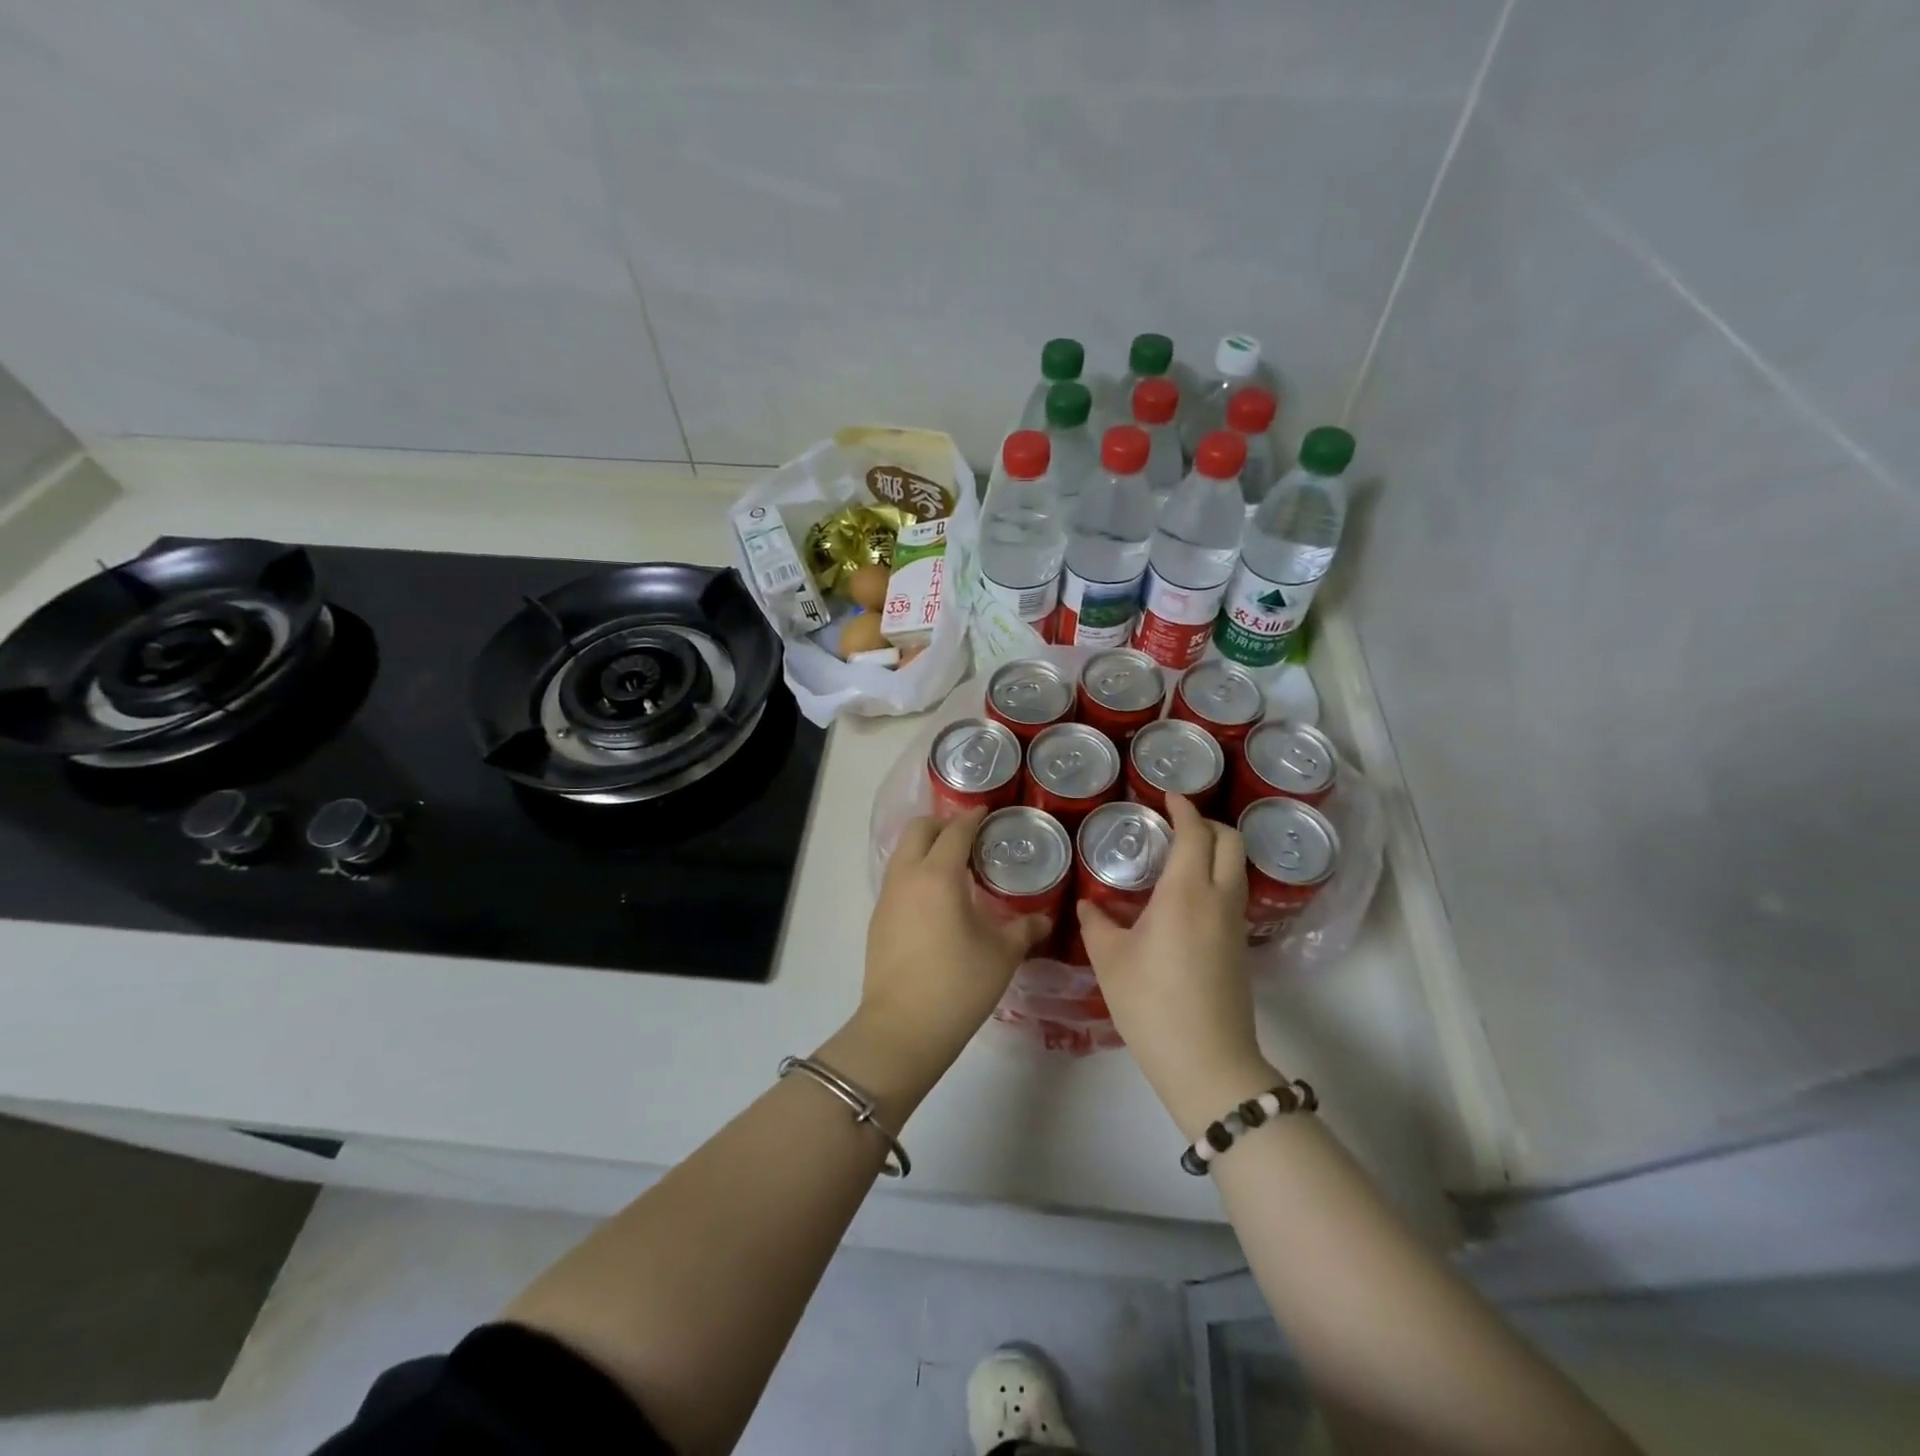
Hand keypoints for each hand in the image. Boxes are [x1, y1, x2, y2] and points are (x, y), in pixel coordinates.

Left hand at [858, 808, 1049, 1075]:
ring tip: (955, 865)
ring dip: (926, 847)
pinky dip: (915, 872)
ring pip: (903, 853)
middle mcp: (907, 876)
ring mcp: (887, 897)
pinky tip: (936, 898)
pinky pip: (897, 878)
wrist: (903, 1028)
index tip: (988, 813)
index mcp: (938, 875)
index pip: (955, 831)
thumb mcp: (1001, 955)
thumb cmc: (958, 984)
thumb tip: (1043, 920)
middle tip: (970, 835)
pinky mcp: (878, 919)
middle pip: (919, 830)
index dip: (973, 818)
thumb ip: (1024, 929)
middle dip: (943, 824)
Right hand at [1076, 795, 1279, 1137]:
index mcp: (1185, 893)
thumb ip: (1096, 923)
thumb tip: (1087, 904)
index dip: (1183, 808)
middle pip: (1230, 841)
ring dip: (1215, 850)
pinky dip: (1216, 877)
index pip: (1195, 833)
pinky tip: (1184, 898)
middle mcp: (1218, 900)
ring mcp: (1235, 924)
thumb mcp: (1110, 961)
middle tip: (1175, 823)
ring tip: (1178, 856)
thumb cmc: (1151, 1004)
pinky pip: (1233, 894)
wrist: (1207, 1063)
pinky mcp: (1240, 947)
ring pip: (1236, 868)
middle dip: (1208, 823)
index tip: (1167, 794)